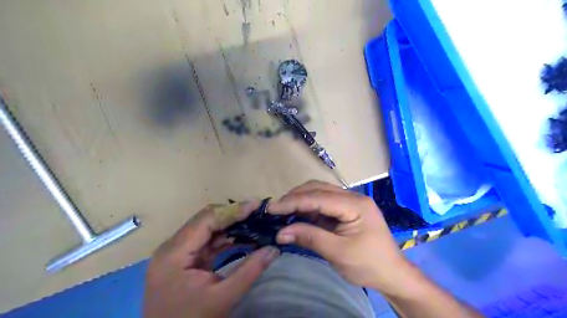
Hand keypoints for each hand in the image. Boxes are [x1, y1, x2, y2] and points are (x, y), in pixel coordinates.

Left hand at [145, 203, 280, 315]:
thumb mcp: (223, 298)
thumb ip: (250, 270)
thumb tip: (274, 248)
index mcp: (174, 253)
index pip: (206, 220)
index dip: (233, 210)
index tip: (257, 205)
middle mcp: (172, 247)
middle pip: (206, 220)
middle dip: (233, 215)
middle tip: (258, 212)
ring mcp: (177, 252)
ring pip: (208, 229)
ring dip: (231, 225)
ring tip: (255, 221)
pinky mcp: (184, 259)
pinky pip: (207, 241)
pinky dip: (226, 238)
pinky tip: (243, 236)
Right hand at [268, 182, 414, 294]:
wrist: (392, 275)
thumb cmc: (369, 265)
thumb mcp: (338, 253)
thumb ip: (310, 238)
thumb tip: (281, 232)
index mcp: (355, 204)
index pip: (318, 197)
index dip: (293, 201)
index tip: (271, 208)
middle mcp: (352, 197)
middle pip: (318, 188)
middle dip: (295, 197)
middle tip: (275, 210)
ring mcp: (350, 202)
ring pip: (320, 193)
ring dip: (300, 201)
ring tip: (283, 212)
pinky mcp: (346, 210)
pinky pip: (323, 204)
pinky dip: (308, 208)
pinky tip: (297, 215)